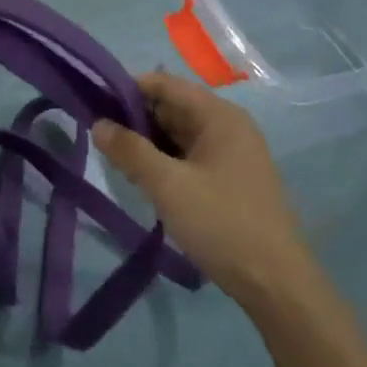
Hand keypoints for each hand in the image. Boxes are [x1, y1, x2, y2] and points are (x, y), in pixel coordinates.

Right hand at [91, 72, 314, 304]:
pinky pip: (188, 157)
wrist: (274, 282)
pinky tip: (141, 179)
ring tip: (114, 160)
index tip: (92, 104)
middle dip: (134, 119)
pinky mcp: (229, 179)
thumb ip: (130, 151)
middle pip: (172, 107)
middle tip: (98, 138)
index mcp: (219, 116)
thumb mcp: (168, 186)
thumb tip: (98, 124)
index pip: (165, 84)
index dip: (127, 89)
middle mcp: (228, 126)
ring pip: (178, 135)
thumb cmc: (221, 224)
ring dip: (147, 143)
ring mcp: (231, 154)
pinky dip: (163, 162)